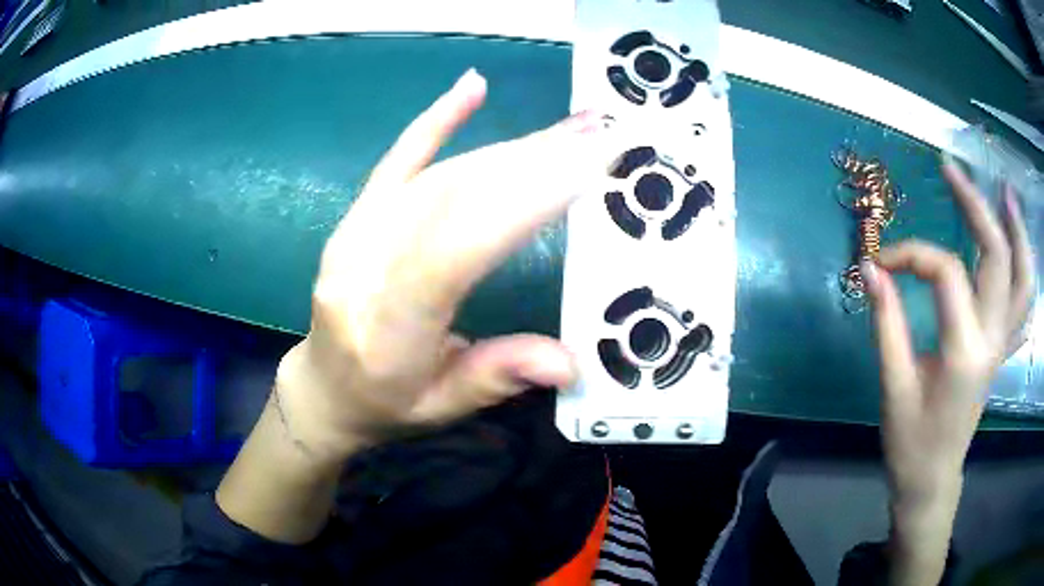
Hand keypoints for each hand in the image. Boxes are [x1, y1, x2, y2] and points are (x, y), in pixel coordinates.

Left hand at [274, 70, 622, 459]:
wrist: (322, 388)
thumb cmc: (384, 405)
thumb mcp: (441, 408)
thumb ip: (496, 377)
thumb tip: (570, 362)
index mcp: (386, 327)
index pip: (453, 251)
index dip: (518, 206)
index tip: (585, 171)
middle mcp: (363, 268)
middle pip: (450, 200)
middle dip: (532, 163)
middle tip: (598, 137)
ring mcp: (355, 233)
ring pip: (438, 175)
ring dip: (511, 146)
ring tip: (572, 127)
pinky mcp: (357, 216)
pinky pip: (396, 160)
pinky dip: (436, 121)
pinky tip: (471, 87)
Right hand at [862, 160, 1034, 583]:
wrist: (932, 478)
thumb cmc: (910, 441)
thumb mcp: (893, 386)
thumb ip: (886, 323)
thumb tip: (870, 268)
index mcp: (964, 352)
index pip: (944, 273)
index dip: (910, 255)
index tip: (880, 261)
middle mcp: (992, 339)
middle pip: (997, 256)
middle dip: (975, 206)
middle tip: (951, 171)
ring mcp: (1002, 343)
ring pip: (1022, 277)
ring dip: (1016, 231)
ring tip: (1005, 194)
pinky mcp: (1002, 348)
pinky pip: (1023, 302)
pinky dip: (1024, 267)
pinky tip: (1017, 244)